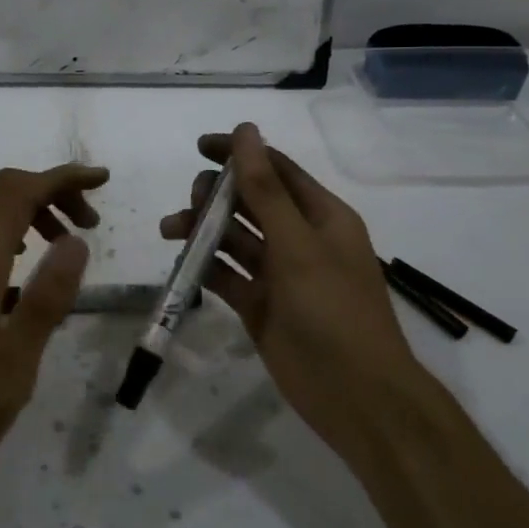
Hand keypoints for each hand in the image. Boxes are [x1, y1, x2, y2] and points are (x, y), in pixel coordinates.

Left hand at [0, 162, 108, 480]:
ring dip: (26, 206)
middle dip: (48, 188)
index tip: (102, 180)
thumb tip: (75, 240)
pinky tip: (24, 262)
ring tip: (64, 240)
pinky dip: (6, 226)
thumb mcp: (16, 363)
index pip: (16, 195)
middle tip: (88, 220)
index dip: (60, 179)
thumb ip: (46, 300)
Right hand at [159, 123, 422, 463]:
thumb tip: (245, 131)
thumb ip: (266, 189)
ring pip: (233, 238)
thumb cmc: (334, 310)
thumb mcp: (298, 244)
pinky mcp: (259, 305)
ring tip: (171, 229)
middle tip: (193, 202)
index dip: (240, 154)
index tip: (200, 147)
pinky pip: (226, 275)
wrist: (356, 396)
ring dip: (203, 229)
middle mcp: (299, 239)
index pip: (275, 170)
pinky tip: (181, 262)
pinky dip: (204, 266)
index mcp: (321, 216)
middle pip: (250, 202)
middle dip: (217, 195)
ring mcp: (278, 274)